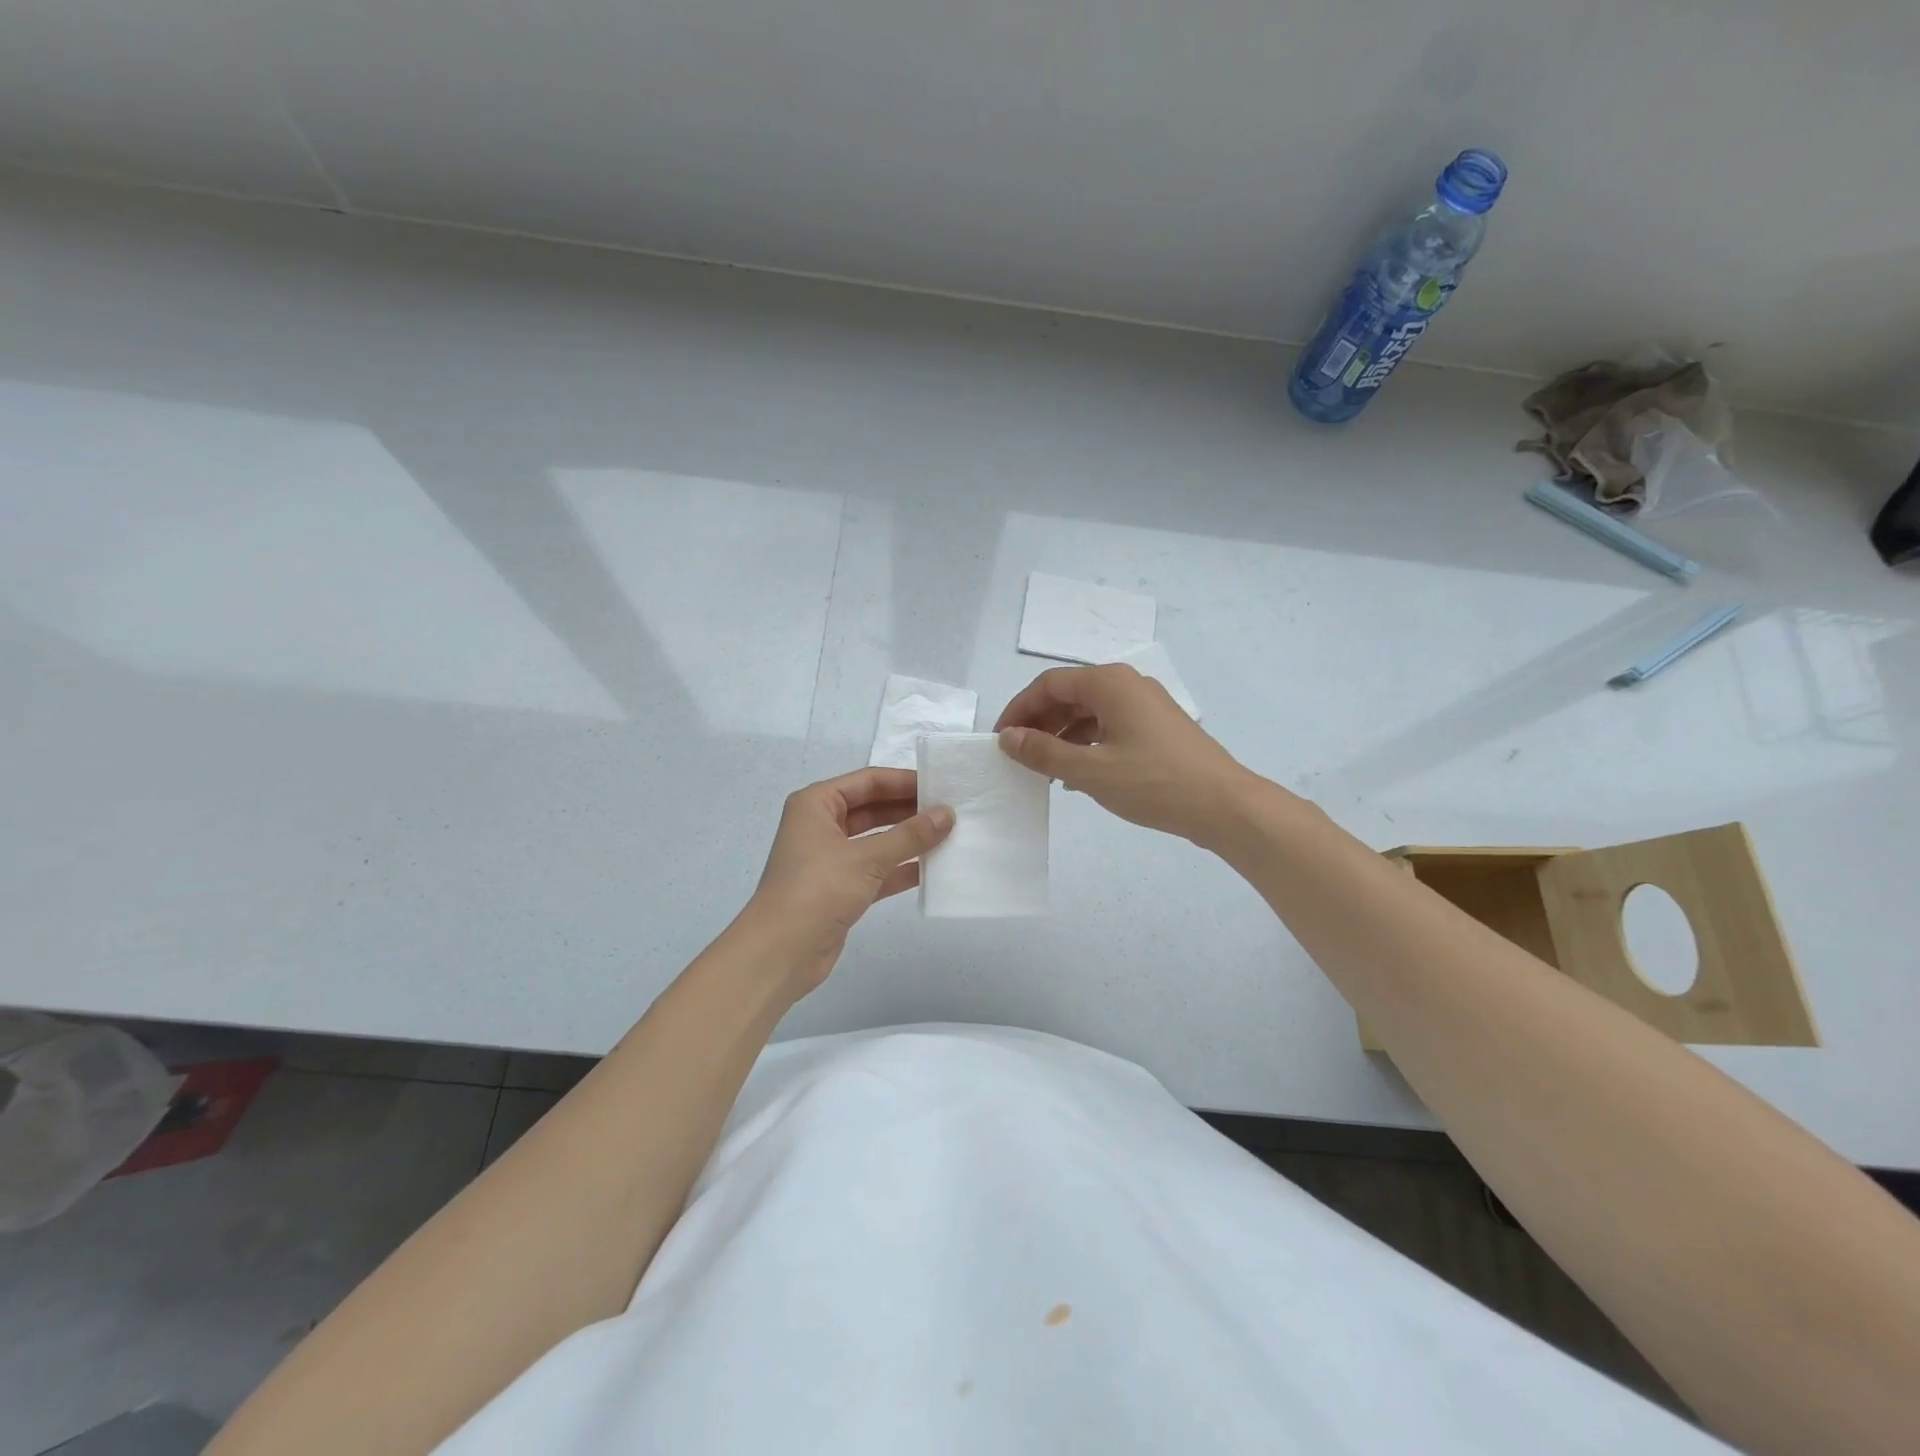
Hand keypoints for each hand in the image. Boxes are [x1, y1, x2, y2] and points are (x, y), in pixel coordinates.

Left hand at [742, 767, 953, 993]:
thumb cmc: (817, 890)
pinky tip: (933, 868)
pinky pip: (877, 870)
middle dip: (909, 810)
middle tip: (951, 811)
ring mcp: (830, 858)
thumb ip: (910, 835)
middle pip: (872, 808)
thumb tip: (947, 814)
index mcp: (816, 804)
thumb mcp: (866, 858)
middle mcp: (821, 825)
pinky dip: (900, 868)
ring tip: (949, 836)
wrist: (780, 953)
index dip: (905, 781)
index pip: (868, 781)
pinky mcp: (840, 889)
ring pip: (876, 840)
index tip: (941, 785)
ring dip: (908, 840)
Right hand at [994, 664, 1252, 844]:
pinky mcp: (1156, 727)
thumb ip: (1044, 752)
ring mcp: (1145, 705)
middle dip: (1039, 722)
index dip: (1019, 709)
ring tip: (1043, 768)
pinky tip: (1076, 773)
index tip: (1001, 740)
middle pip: (1069, 695)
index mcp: (1109, 683)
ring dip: (1061, 735)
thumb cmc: (1154, 782)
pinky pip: (1108, 726)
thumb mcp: (1090, 770)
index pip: (1049, 684)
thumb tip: (1008, 738)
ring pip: (1089, 712)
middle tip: (1018, 755)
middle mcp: (1127, 685)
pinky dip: (1086, 744)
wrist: (1224, 805)